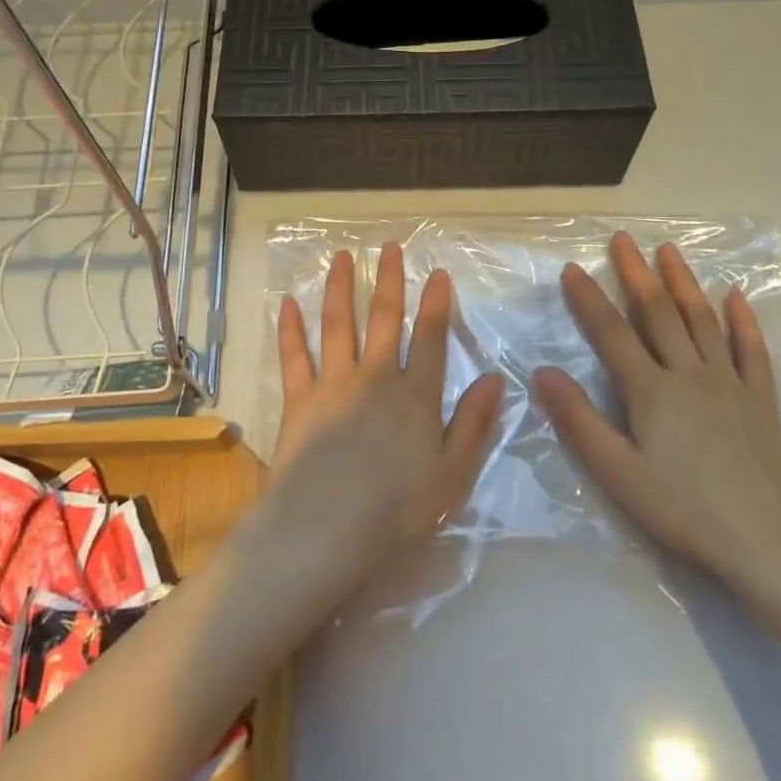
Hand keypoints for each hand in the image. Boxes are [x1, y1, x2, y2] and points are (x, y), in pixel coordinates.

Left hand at [258, 243, 505, 593]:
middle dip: (389, 281)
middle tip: (389, 247)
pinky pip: (294, 356)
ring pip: (338, 325)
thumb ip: (473, 424)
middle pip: (383, 320)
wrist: (322, 533)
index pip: (429, 339)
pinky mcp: (299, 400)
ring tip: (341, 257)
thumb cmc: (394, 513)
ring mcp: (333, 385)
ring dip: (340, 288)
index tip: (437, 273)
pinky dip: (290, 328)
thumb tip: (493, 379)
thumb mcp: (451, 476)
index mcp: (415, 397)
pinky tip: (287, 303)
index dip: (435, 304)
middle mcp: (375, 379)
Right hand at [532, 232, 780, 586]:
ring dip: (683, 282)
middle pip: (658, 313)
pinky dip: (742, 319)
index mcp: (651, 391)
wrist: (764, 541)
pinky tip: (736, 296)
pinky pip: (751, 349)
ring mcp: (729, 382)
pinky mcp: (760, 398)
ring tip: (668, 250)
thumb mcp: (617, 472)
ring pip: (702, 320)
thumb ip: (579, 420)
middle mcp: (689, 373)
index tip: (572, 268)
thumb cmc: (682, 508)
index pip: (612, 333)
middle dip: (636, 273)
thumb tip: (543, 373)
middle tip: (622, 239)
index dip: (589, 299)